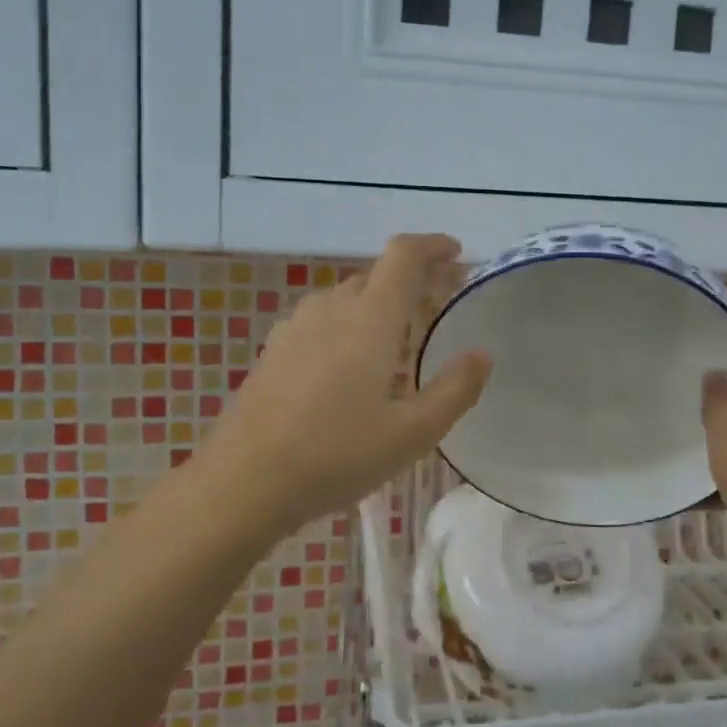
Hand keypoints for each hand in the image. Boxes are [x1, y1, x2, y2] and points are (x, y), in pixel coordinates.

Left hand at [195, 234, 491, 535]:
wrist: (244, 480)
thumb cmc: (337, 454)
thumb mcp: (413, 433)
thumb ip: (455, 389)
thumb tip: (482, 354)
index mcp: (370, 317)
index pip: (404, 256)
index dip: (433, 246)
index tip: (457, 253)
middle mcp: (331, 308)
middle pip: (376, 276)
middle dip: (411, 282)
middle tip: (437, 307)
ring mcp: (295, 327)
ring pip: (346, 300)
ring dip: (377, 307)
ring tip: (397, 342)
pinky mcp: (274, 350)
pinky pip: (321, 322)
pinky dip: (347, 327)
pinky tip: (350, 369)